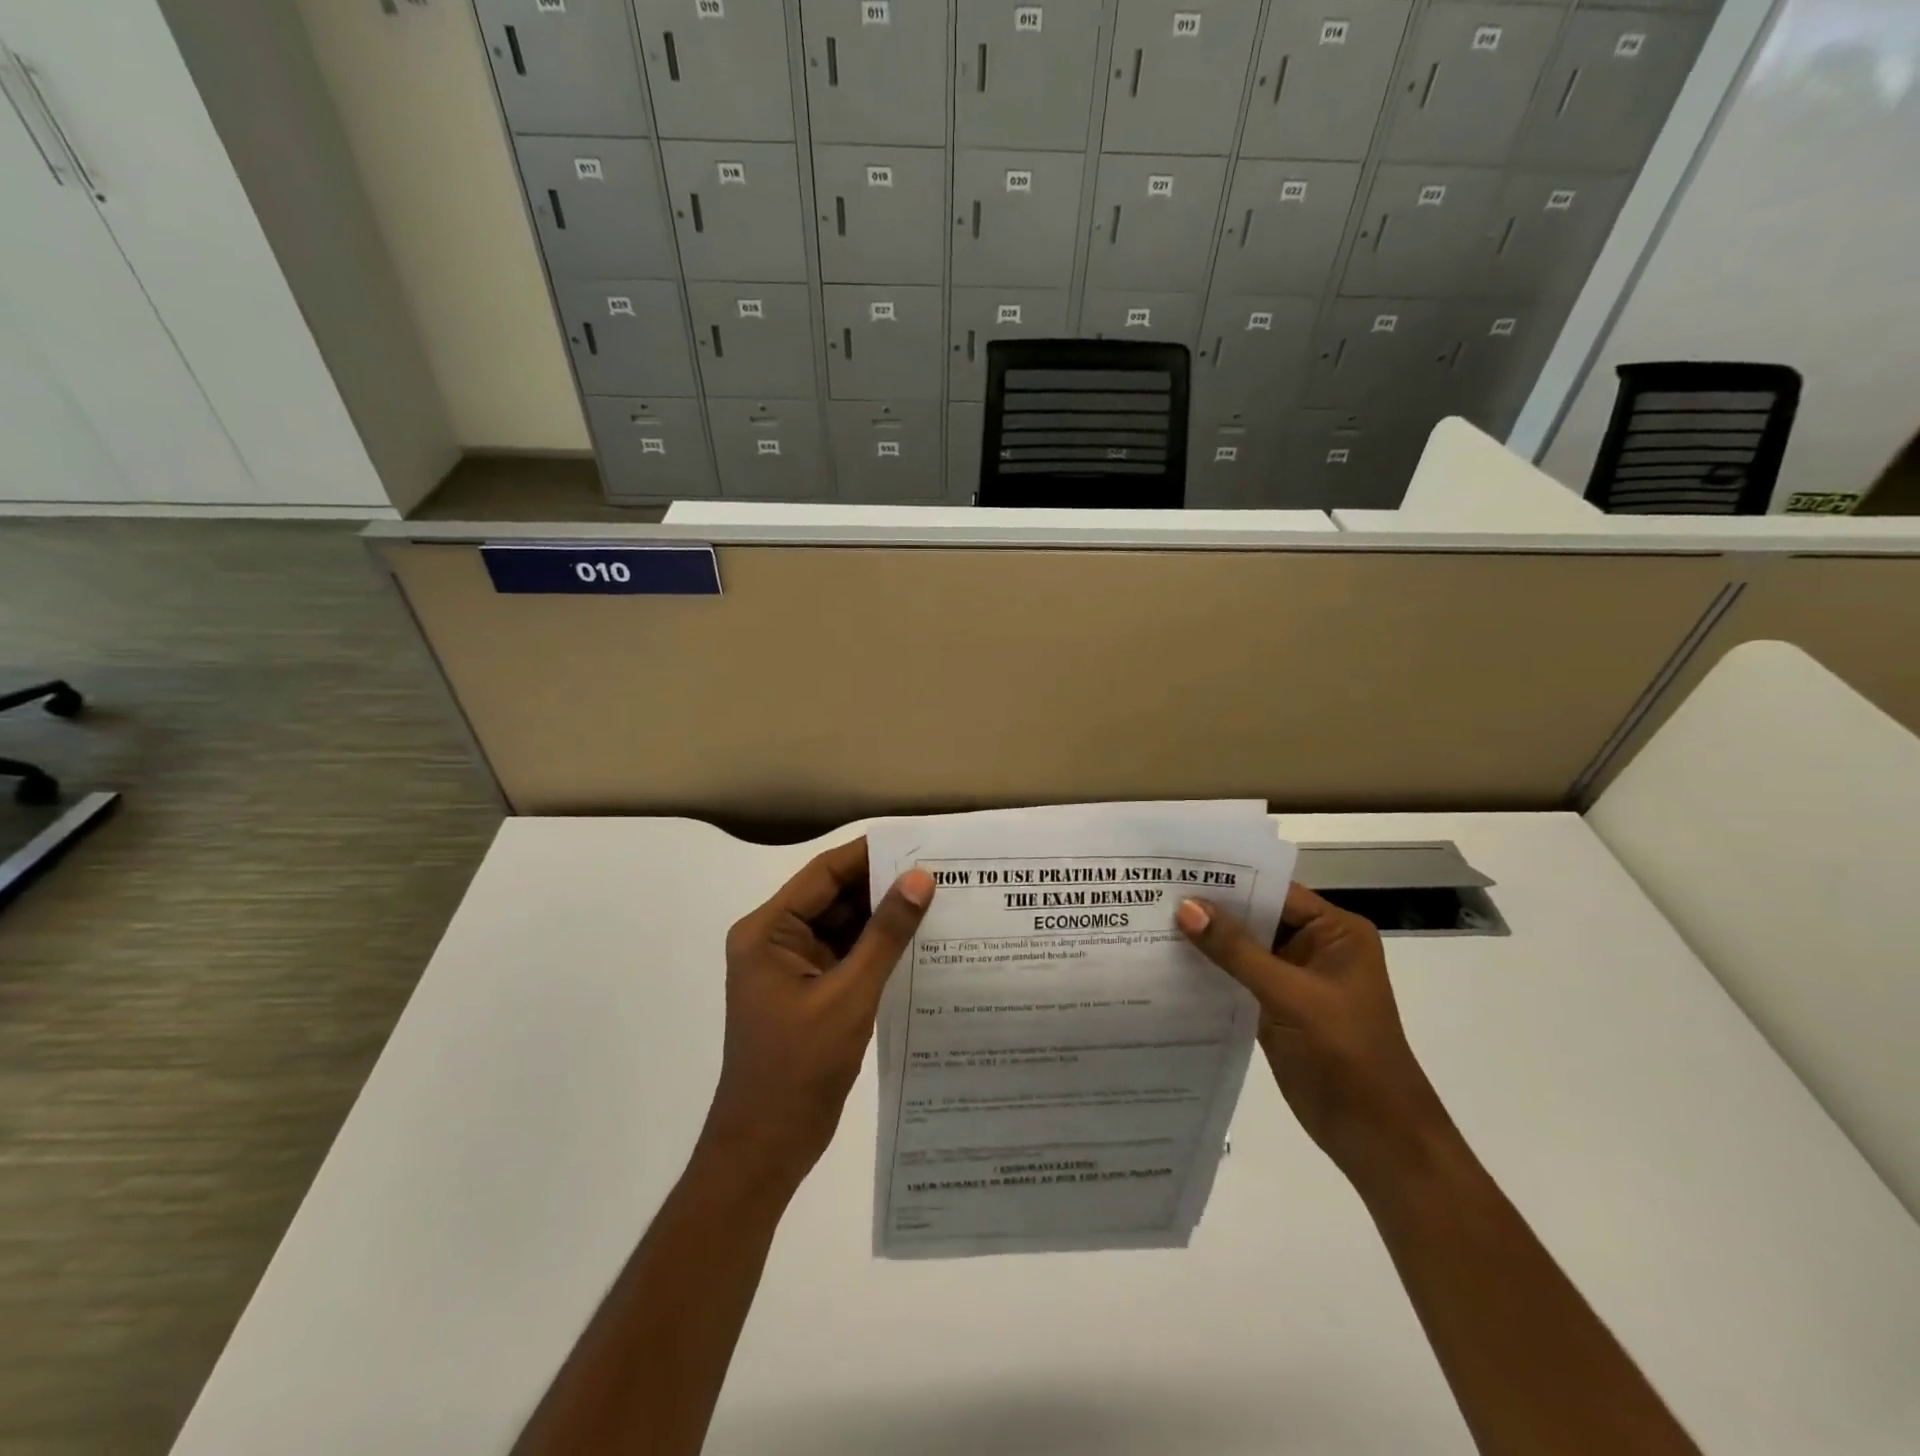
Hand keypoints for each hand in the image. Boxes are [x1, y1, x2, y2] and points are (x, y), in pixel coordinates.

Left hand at [702, 839, 934, 1187]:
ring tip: (937, 901)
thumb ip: (886, 934)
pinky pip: (845, 956)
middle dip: (881, 886)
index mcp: (767, 931)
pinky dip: (876, 949)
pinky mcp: (807, 992)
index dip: (869, 856)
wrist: (765, 1149)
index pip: (823, 874)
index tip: (917, 843)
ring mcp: (791, 968)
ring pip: (842, 927)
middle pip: (833, 898)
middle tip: (938, 872)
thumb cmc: (799, 1068)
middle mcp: (774, 940)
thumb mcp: (849, 995)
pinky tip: (917, 943)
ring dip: (882, 918)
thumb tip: (920, 879)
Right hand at [1176, 883, 1455, 1198]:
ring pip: (1243, 948)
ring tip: (1151, 920)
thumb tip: (1186, 907)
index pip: (1275, 891)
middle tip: (1155, 891)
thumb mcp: (1291, 995)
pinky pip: (1238, 978)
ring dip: (1206, 940)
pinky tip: (1170, 962)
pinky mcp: (1276, 1008)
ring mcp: (1294, 979)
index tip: (1178, 869)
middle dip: (1211, 909)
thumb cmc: (1346, 1054)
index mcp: (1335, 932)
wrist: (1376, 1137)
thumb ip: (1237, 951)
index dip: (1229, 880)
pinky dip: (1210, 971)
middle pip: (1256, 917)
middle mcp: (1315, 947)